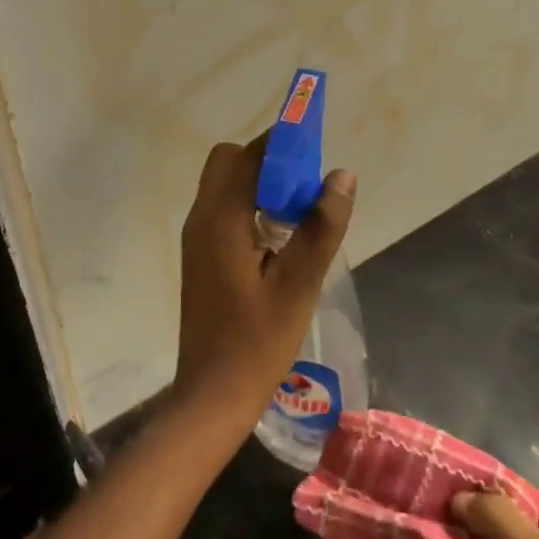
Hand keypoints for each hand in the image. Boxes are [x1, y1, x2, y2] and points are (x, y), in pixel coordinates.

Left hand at [170, 136, 355, 435]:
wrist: (213, 394)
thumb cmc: (258, 341)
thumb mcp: (299, 284)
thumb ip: (320, 226)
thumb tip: (341, 174)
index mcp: (221, 218)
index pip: (247, 154)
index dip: (282, 145)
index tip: (315, 155)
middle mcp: (201, 217)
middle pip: (229, 162)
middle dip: (268, 162)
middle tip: (305, 190)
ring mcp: (197, 237)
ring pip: (225, 185)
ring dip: (260, 185)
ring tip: (299, 215)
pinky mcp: (201, 255)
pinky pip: (224, 210)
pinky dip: (250, 207)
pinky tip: (278, 241)